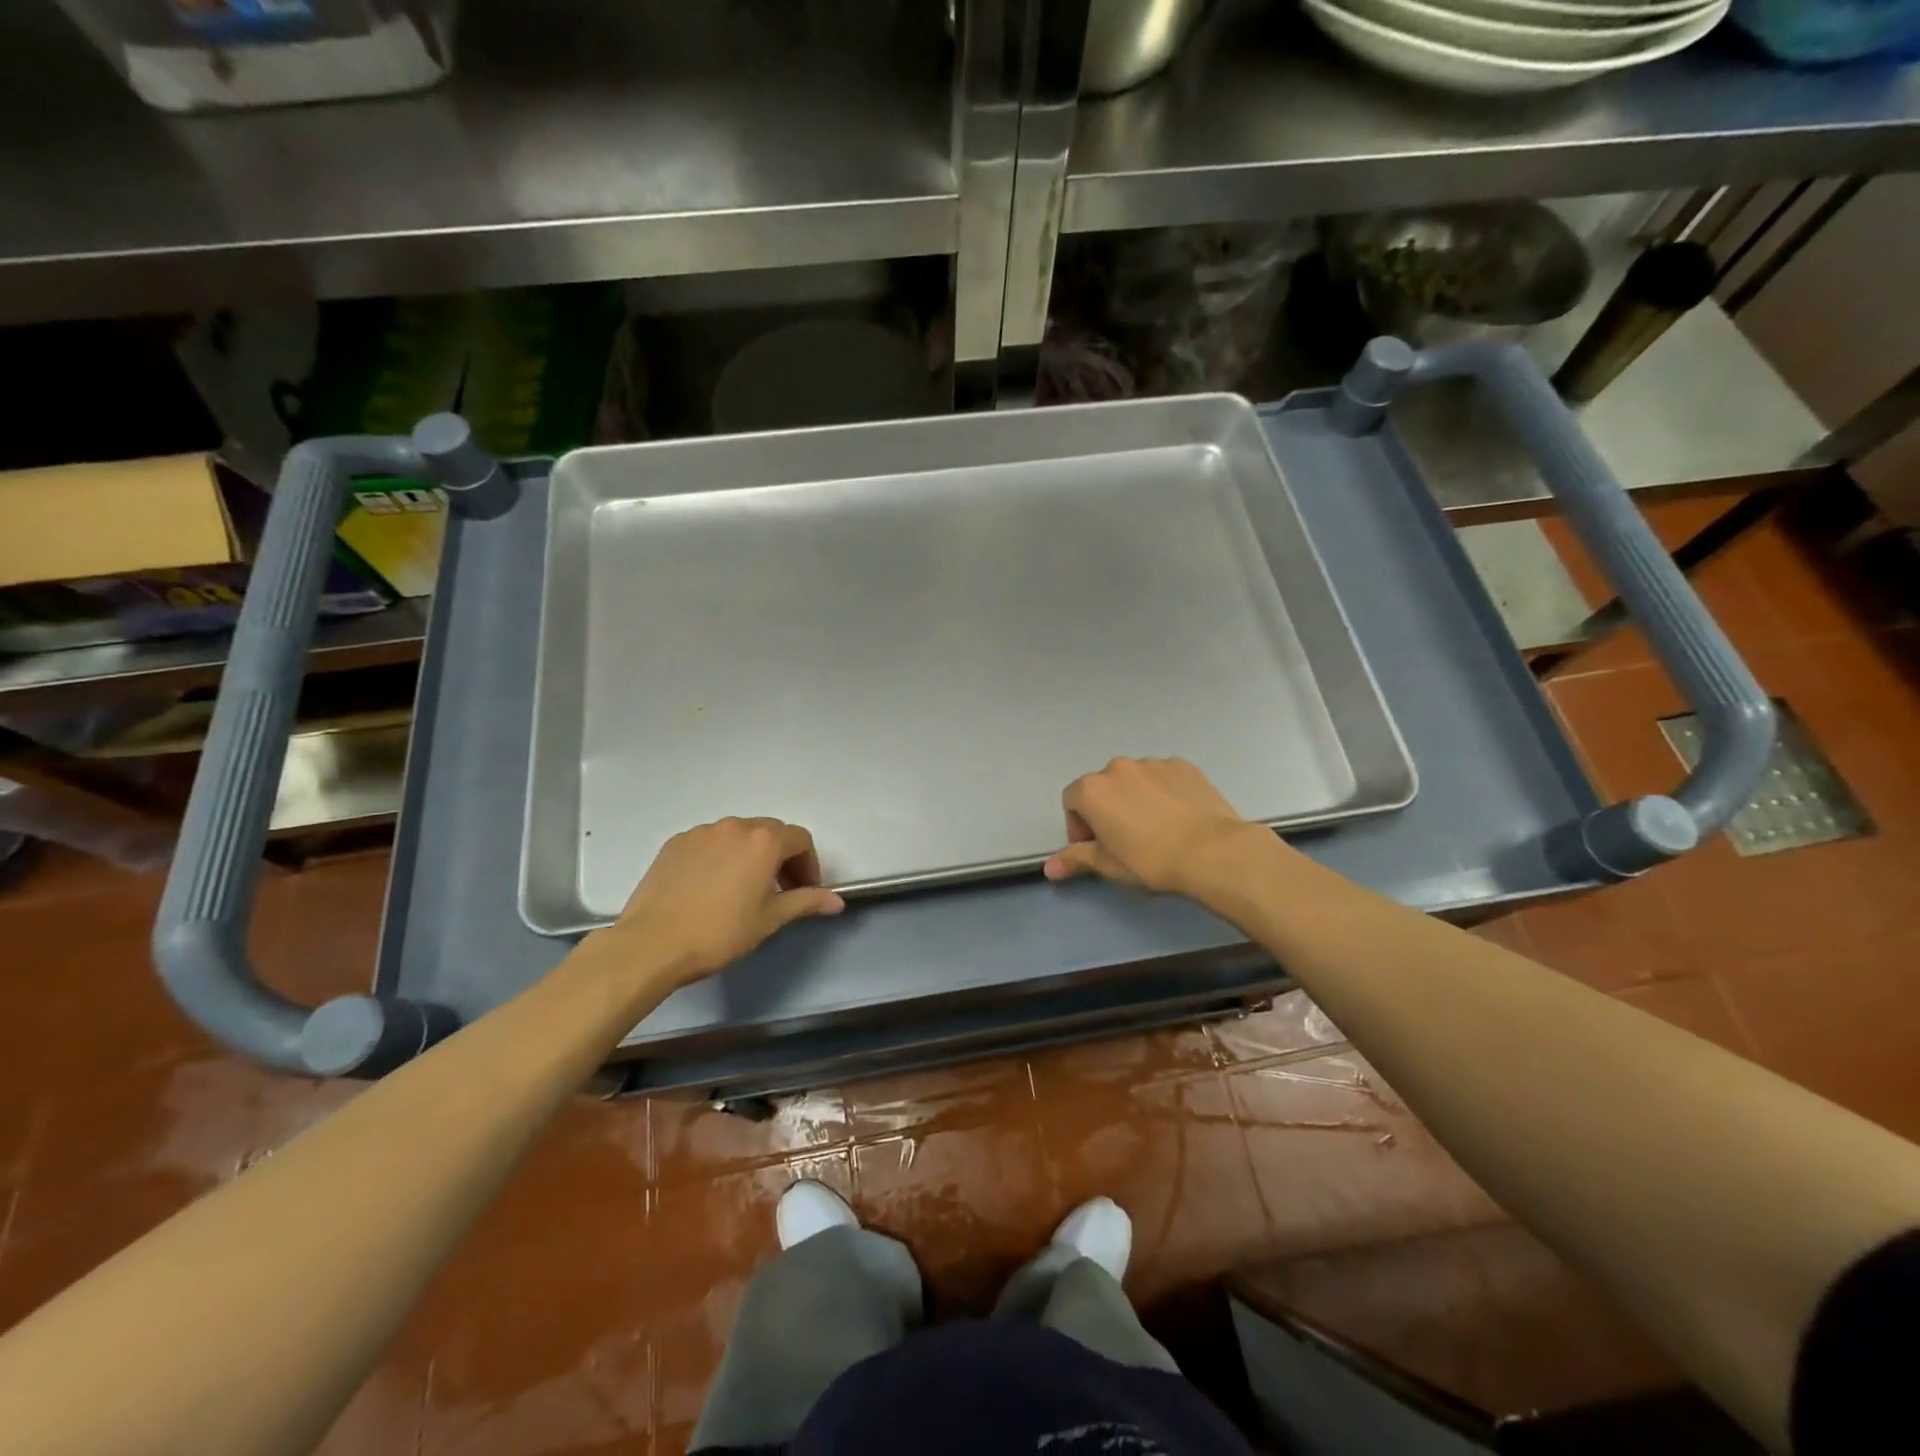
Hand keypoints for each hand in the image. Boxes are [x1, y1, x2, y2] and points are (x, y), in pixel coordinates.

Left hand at [589, 817, 844, 989]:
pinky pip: (710, 842)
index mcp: (764, 841)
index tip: (805, 891)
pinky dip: (721, 856)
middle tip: (780, 890)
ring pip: (738, 835)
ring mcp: (702, 832)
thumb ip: (806, 902)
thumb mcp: (770, 919)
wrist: (652, 944)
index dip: (809, 864)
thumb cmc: (720, 932)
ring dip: (750, 854)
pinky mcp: (676, 842)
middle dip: (782, 857)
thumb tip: (838, 902)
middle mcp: (735, 826)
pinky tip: (712, 886)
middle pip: (770, 832)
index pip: (800, 840)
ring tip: (744, 888)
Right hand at [1043, 757, 1272, 897]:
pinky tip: (1178, 817)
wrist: (1211, 851)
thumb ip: (1075, 859)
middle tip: (1124, 841)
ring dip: (1135, 799)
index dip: (1079, 826)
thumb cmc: (1150, 861)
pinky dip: (1163, 792)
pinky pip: (1163, 777)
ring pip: (1134, 781)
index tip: (1096, 848)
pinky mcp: (1183, 766)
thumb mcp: (1108, 865)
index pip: (1071, 802)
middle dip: (1106, 810)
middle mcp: (1118, 768)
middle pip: (1102, 787)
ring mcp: (1153, 763)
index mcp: (1092, 789)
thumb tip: (1049, 868)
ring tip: (1155, 829)